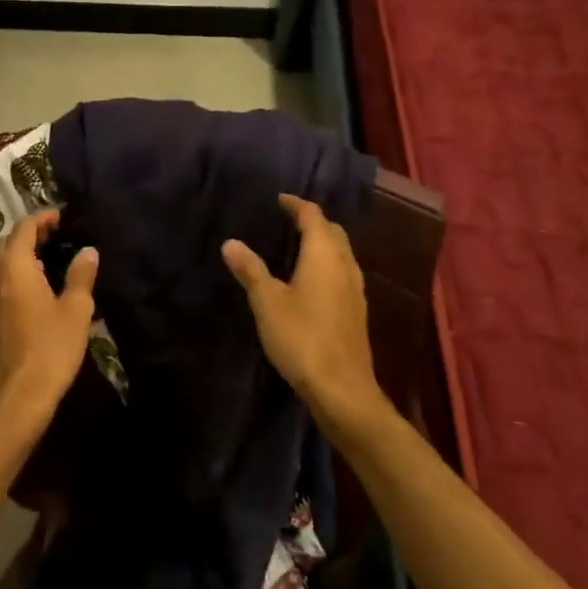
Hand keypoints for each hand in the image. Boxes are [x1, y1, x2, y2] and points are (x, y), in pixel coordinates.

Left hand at [0, 210, 97, 443]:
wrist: (15, 402)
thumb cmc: (49, 350)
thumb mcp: (76, 311)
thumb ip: (81, 275)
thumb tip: (87, 251)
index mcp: (13, 267)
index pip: (24, 228)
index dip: (43, 218)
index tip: (63, 217)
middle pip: (7, 244)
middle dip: (30, 235)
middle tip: (57, 237)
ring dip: (19, 257)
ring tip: (47, 262)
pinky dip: (12, 279)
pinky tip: (32, 294)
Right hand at [223, 195, 387, 436]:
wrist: (342, 389)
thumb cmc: (302, 337)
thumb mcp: (267, 302)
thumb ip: (250, 270)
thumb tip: (230, 243)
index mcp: (324, 254)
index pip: (313, 216)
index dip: (296, 204)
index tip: (280, 199)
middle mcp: (345, 264)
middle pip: (332, 231)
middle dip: (312, 221)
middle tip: (287, 219)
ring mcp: (355, 288)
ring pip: (341, 252)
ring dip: (322, 242)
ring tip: (297, 245)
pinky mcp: (357, 310)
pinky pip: (342, 272)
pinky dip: (327, 263)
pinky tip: (311, 279)